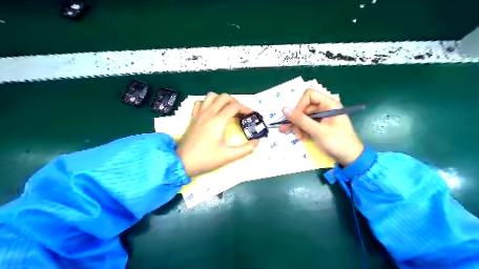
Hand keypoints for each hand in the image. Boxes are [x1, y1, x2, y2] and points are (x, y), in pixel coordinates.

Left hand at [175, 93, 258, 176]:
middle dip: (235, 102)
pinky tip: (211, 111)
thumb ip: (246, 149)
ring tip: (226, 109)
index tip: (251, 115)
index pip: (235, 106)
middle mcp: (209, 113)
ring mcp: (199, 114)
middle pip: (224, 97)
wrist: (182, 162)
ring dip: (221, 100)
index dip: (246, 108)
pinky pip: (200, 103)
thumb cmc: (206, 159)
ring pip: (211, 96)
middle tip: (239, 113)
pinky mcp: (193, 117)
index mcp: (219, 120)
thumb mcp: (229, 156)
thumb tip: (257, 142)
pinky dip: (208, 103)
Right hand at [277, 88, 363, 165]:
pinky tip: (302, 138)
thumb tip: (284, 109)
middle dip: (297, 119)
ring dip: (298, 126)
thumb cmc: (337, 142)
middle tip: (290, 130)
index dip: (300, 105)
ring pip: (304, 117)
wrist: (350, 158)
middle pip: (305, 107)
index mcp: (329, 104)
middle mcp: (325, 108)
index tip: (295, 118)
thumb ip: (301, 120)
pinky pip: (307, 124)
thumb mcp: (317, 131)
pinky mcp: (320, 126)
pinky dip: (303, 130)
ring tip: (298, 137)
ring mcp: (323, 117)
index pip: (309, 95)